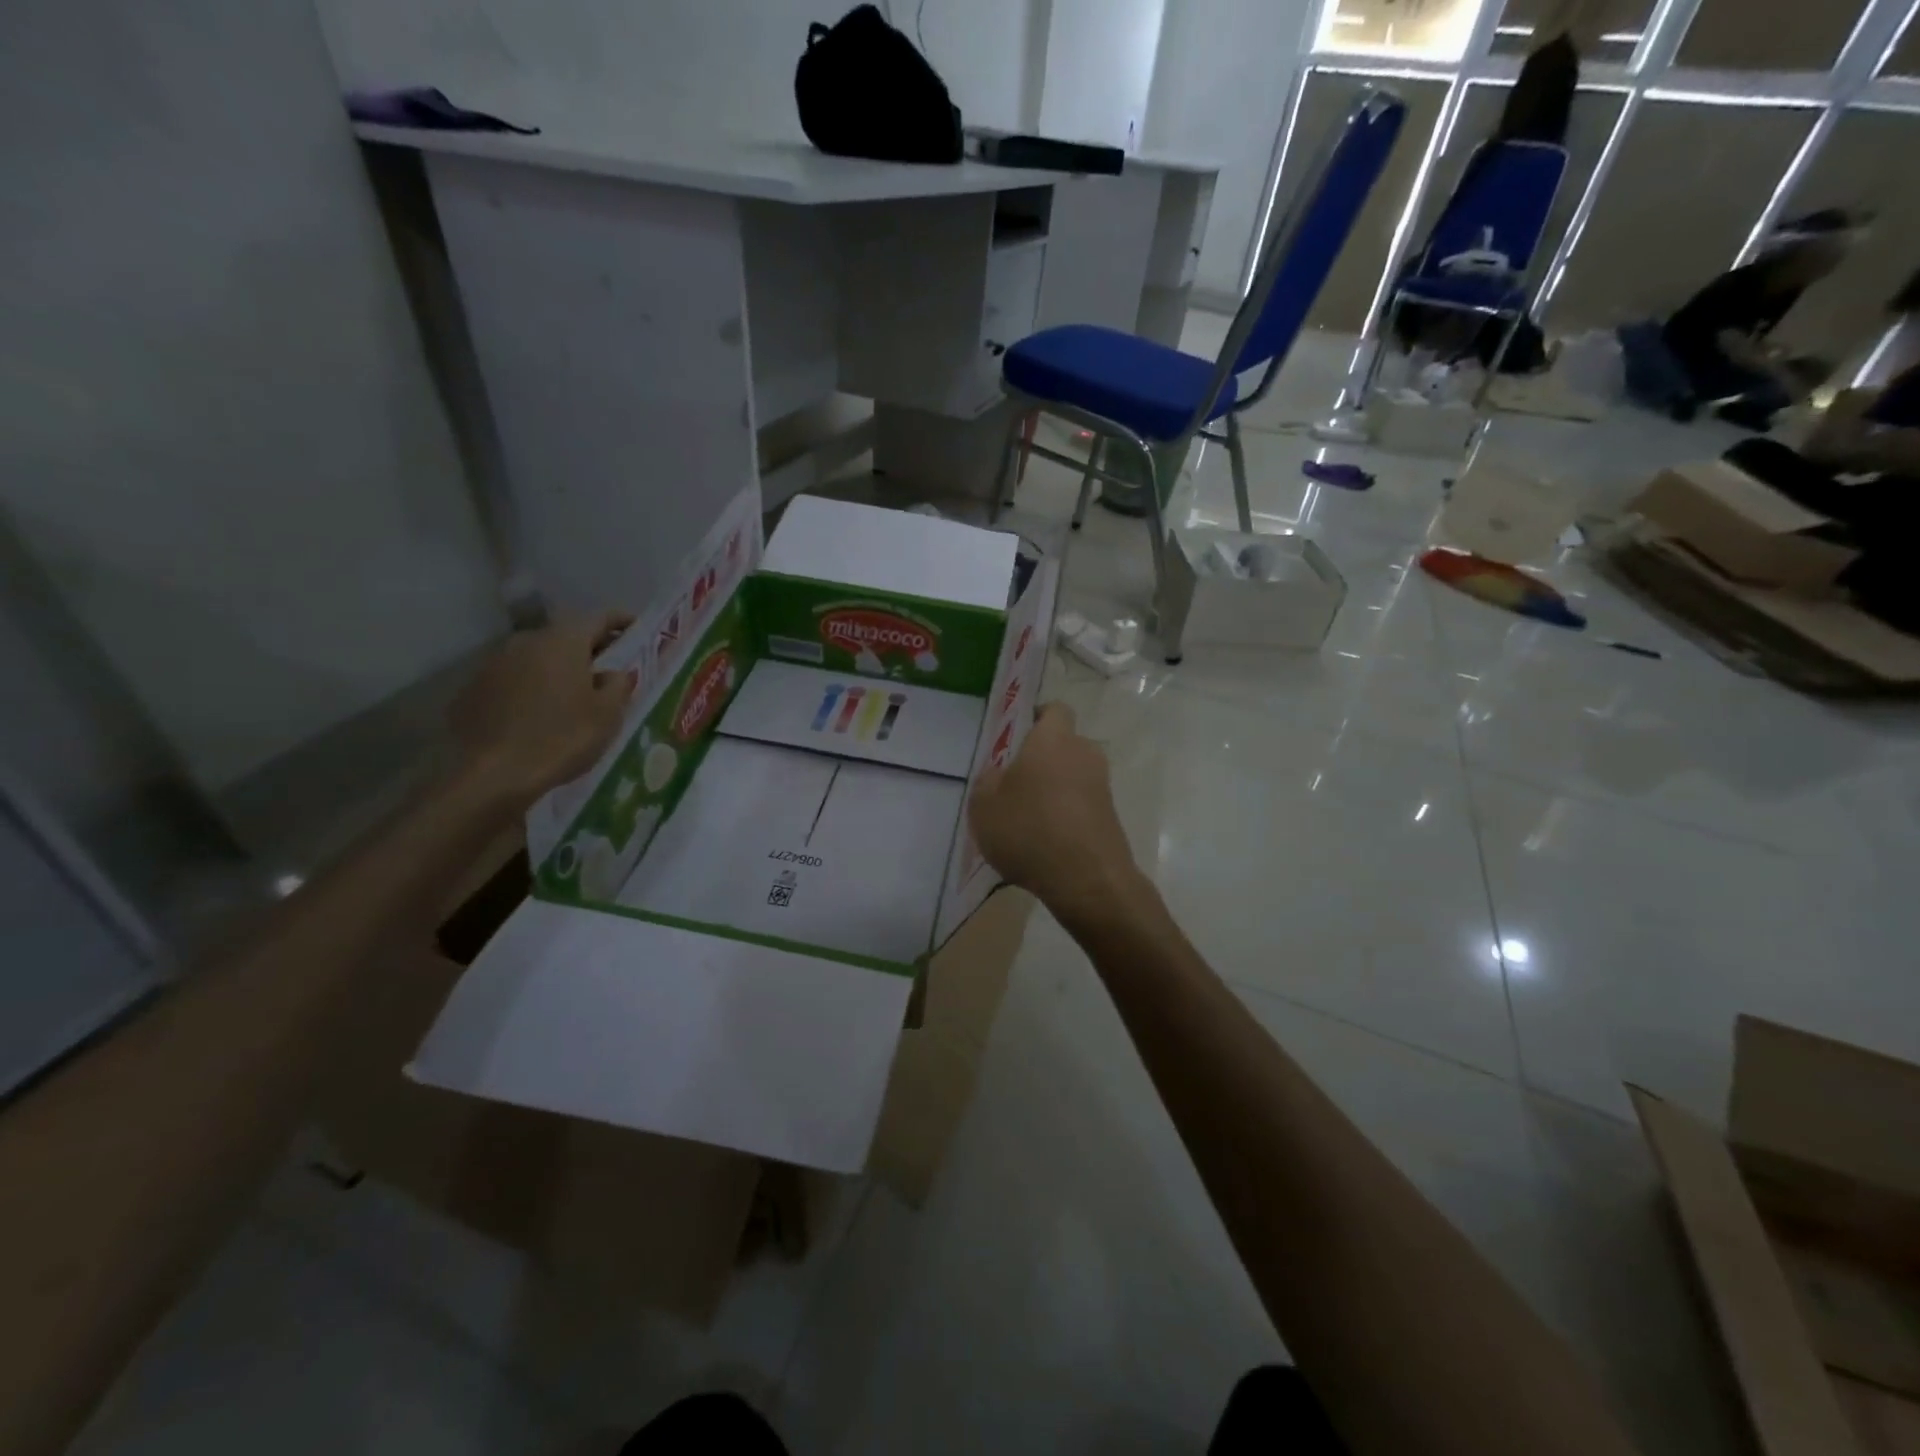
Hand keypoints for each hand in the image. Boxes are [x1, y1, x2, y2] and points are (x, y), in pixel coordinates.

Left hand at [450, 612, 636, 808]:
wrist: (493, 776)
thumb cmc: (562, 738)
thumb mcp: (608, 714)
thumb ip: (618, 684)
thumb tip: (613, 672)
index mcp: (563, 642)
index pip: (598, 617)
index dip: (620, 621)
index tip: (636, 629)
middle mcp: (525, 642)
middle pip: (564, 636)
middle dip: (588, 648)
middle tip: (607, 668)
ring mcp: (493, 664)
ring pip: (535, 658)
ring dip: (556, 669)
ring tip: (571, 694)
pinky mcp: (472, 691)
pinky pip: (511, 681)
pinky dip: (529, 689)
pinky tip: (537, 714)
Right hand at [968, 702, 1144, 922]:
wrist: (1087, 880)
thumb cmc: (1029, 830)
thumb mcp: (984, 805)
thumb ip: (988, 781)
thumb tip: (999, 775)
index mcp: (1053, 740)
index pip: (1054, 710)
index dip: (1037, 717)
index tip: (1018, 735)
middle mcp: (1084, 754)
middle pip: (1063, 745)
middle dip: (1042, 759)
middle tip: (1014, 783)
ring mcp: (1102, 787)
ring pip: (1072, 777)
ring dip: (1053, 790)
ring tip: (1025, 819)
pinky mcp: (1110, 817)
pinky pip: (1081, 805)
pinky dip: (1065, 816)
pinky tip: (1044, 843)